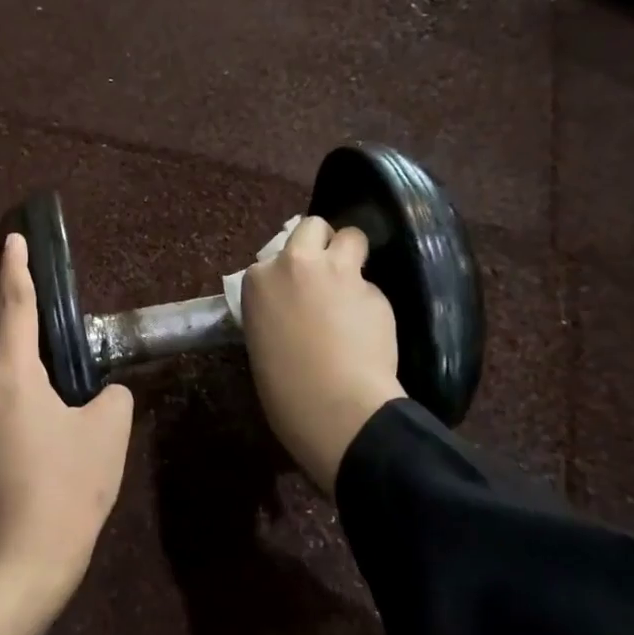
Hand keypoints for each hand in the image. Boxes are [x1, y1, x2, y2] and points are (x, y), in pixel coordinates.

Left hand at [0, 233, 133, 634]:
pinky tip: (6, 358)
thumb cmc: (69, 488)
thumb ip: (111, 396)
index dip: (16, 267)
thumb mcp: (108, 433)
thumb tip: (102, 391)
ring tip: (2, 300)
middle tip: (4, 261)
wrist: (23, 558)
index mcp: (12, 376)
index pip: (15, 305)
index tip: (12, 237)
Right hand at [241, 217, 403, 494]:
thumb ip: (275, 309)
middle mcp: (296, 264)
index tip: (292, 294)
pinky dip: (369, 301)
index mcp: (259, 280)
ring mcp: (339, 273)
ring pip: (352, 237)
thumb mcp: (261, 341)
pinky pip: (371, 286)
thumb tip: (293, 307)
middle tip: (325, 272)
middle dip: (320, 242)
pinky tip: (369, 329)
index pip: (272, 257)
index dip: (286, 273)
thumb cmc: (283, 389)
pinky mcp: (374, 290)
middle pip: (312, 227)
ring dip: (351, 255)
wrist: (335, 407)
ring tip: (351, 287)